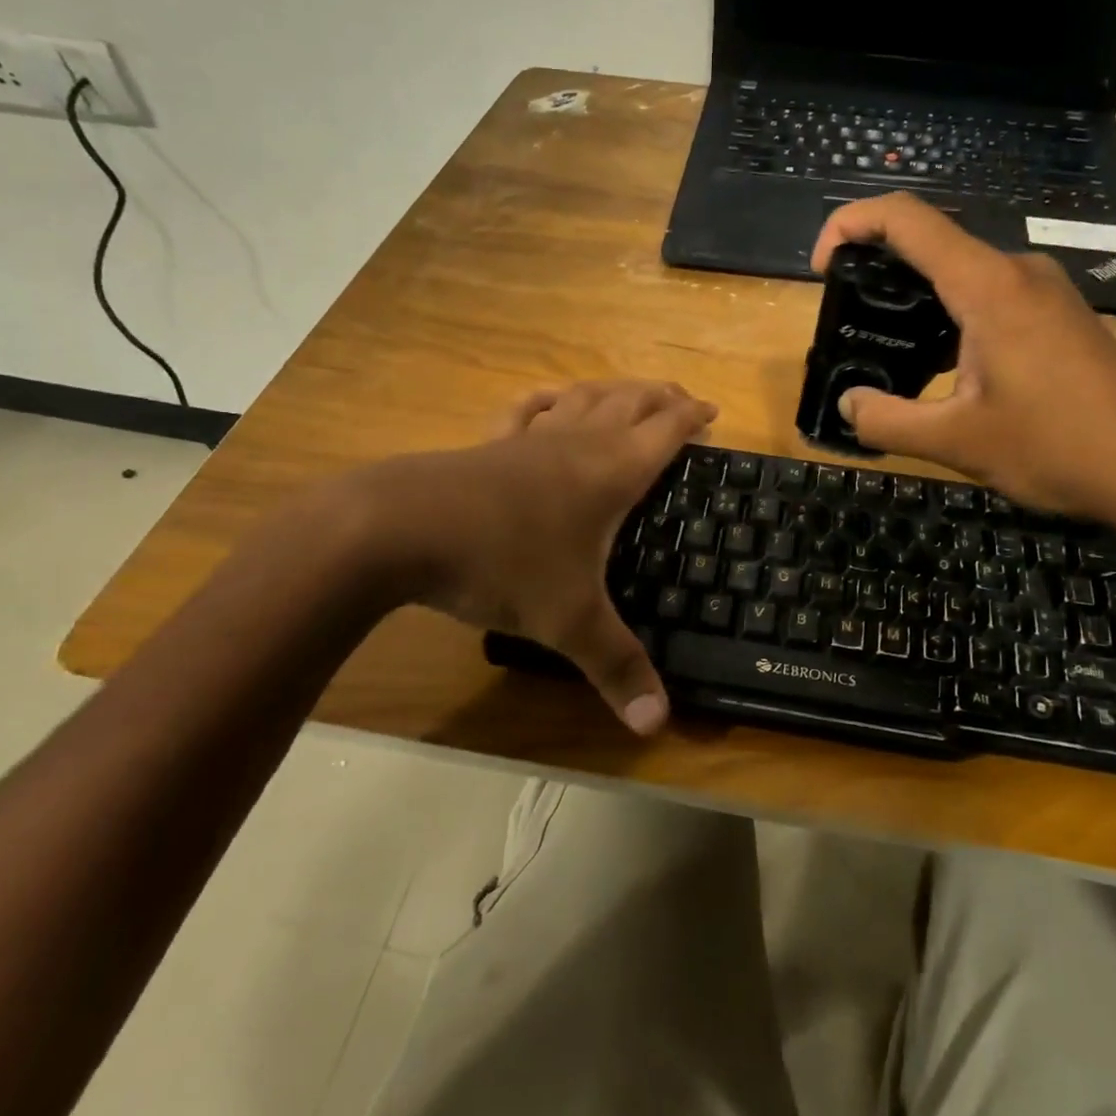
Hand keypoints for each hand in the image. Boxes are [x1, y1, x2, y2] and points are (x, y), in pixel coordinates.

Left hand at [342, 381, 715, 734]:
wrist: (402, 528)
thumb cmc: (503, 563)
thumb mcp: (568, 622)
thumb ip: (616, 669)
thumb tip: (658, 725)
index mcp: (612, 471)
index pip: (666, 430)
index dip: (693, 417)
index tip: (714, 413)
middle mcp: (579, 442)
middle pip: (631, 401)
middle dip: (662, 397)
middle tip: (683, 400)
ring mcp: (532, 438)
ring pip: (585, 397)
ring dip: (615, 390)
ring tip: (631, 393)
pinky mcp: (491, 444)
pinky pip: (528, 409)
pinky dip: (549, 398)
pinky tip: (552, 398)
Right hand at [811, 193, 1115, 528]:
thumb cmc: (1059, 447)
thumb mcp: (957, 442)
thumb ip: (887, 421)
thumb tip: (847, 405)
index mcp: (987, 286)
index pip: (905, 218)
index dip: (849, 224)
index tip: (822, 267)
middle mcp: (1017, 272)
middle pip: (931, 239)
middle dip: (877, 264)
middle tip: (846, 313)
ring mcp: (1045, 291)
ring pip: (961, 270)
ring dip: (915, 294)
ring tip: (886, 343)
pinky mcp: (1060, 316)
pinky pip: (990, 294)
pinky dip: (950, 313)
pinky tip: (942, 365)